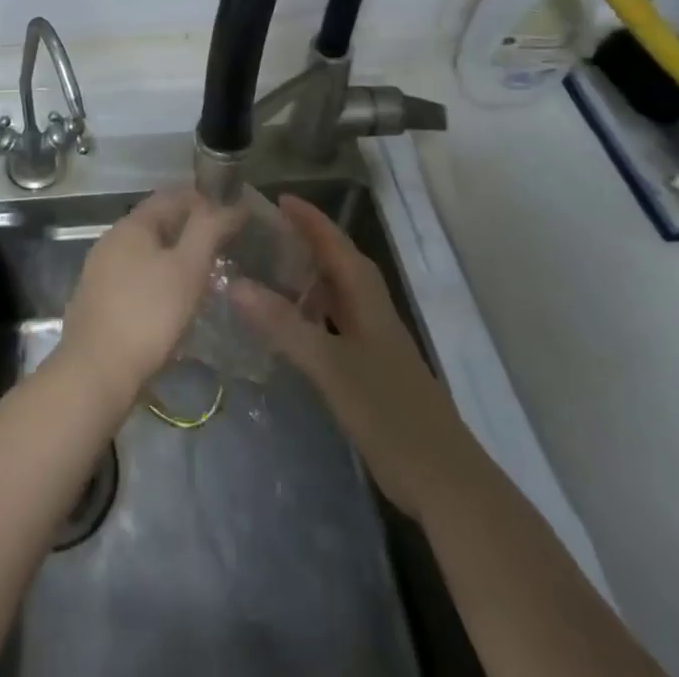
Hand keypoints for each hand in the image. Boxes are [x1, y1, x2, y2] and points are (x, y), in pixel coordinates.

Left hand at [56, 186, 244, 406]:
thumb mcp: (188, 269)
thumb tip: (231, 204)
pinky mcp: (97, 298)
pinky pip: (135, 276)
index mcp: (132, 224)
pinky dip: (158, 278)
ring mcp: (100, 269)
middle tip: (224, 246)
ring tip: (204, 274)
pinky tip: (172, 300)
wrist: (95, 372)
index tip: (233, 214)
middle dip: (191, 228)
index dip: (205, 199)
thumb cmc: (148, 314)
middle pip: (158, 222)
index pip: (173, 196)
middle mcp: (112, 238)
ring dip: (174, 255)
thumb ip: (209, 231)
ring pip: (146, 250)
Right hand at [229, 195, 448, 513]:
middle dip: (307, 241)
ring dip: (309, 276)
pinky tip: (291, 327)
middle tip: (266, 230)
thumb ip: (283, 324)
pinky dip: (312, 313)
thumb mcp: (330, 366)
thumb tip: (234, 283)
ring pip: (338, 294)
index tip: (278, 198)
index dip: (310, 220)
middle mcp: (372, 311)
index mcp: (367, 298)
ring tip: (271, 269)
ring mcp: (374, 342)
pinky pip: (336, 323)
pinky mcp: (372, 370)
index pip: (335, 244)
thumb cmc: (389, 412)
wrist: (444, 481)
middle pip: (339, 263)